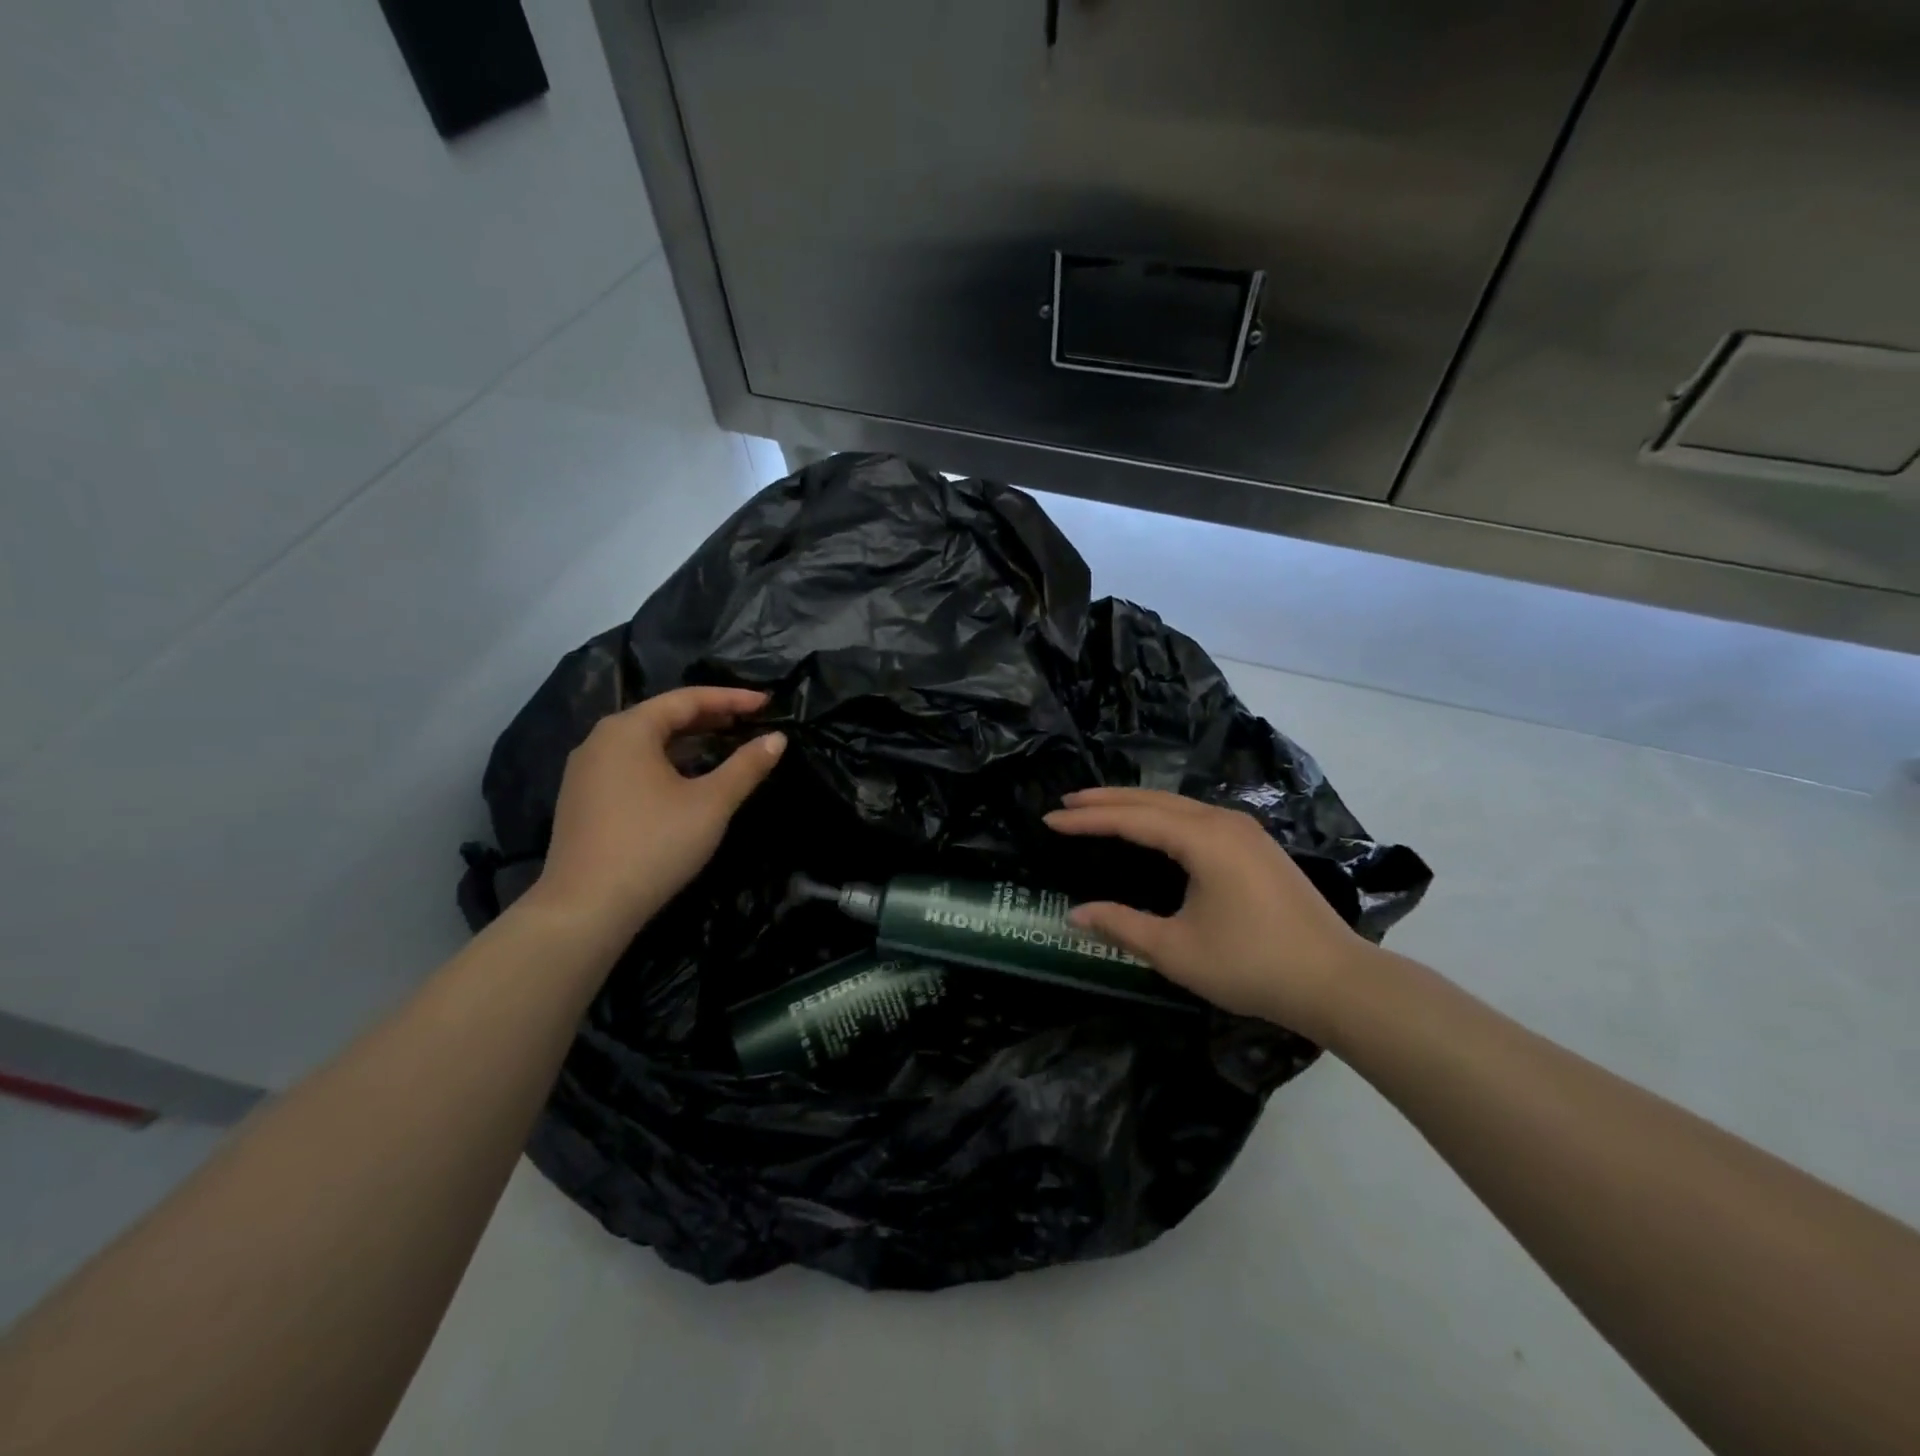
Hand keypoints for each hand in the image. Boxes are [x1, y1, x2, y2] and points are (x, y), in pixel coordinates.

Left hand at [525, 687, 785, 937]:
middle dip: (709, 716)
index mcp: (628, 730)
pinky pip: (631, 763)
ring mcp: (585, 771)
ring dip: (686, 739)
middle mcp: (600, 740)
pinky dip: (665, 760)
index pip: (687, 700)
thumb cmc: (654, 845)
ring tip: (723, 743)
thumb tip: (777, 738)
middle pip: (662, 716)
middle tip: (748, 720)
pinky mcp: (582, 799)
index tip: (766, 703)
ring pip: (645, 741)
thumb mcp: (711, 804)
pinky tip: (685, 777)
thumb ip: (746, 766)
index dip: (731, 698)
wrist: (585, 908)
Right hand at [1045, 787, 1375, 1038]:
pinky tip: (1152, 827)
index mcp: (1203, 839)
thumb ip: (1122, 926)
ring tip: (1099, 809)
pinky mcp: (1256, 846)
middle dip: (1107, 800)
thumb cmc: (1252, 965)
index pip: (1132, 819)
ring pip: (1177, 805)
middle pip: (1153, 800)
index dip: (1088, 819)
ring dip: (1135, 805)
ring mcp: (1245, 831)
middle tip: (1067, 801)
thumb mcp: (1177, 950)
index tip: (1050, 818)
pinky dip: (1162, 816)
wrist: (1337, 981)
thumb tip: (1075, 914)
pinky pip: (1196, 817)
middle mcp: (1223, 822)